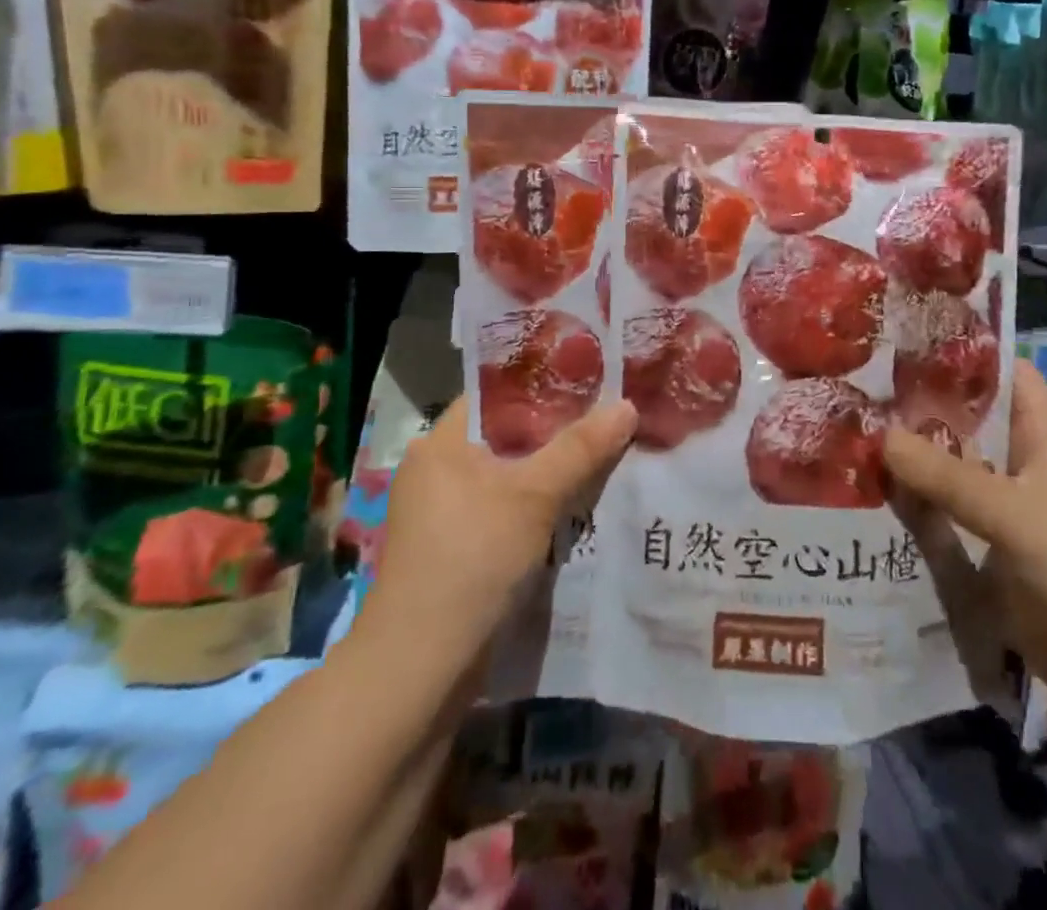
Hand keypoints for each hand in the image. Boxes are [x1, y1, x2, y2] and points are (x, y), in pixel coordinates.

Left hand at [355, 394, 636, 661]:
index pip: (498, 393)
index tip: (593, 376)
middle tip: (611, 414)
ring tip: (607, 452)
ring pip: (511, 475)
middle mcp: (439, 470)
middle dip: (559, 429)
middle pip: (509, 435)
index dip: (545, 382)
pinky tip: (581, 503)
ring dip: (553, 470)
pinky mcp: (458, 549)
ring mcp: (445, 513)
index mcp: (442, 443)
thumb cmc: (471, 559)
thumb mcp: (534, 496)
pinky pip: (507, 509)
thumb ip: (581, 448)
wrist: (420, 669)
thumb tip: (626, 405)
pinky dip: (540, 504)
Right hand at [883, 360, 1046, 707]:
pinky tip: (872, 495)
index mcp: (1043, 443)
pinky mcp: (989, 551)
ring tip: (853, 430)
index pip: (1013, 378)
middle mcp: (1022, 469)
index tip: (919, 334)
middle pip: (972, 423)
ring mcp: (1004, 512)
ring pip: (953, 469)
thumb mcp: (1014, 516)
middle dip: (926, 404)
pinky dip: (916, 504)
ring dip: (914, 455)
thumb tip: (881, 435)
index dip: (975, 353)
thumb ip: (948, 477)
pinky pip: (945, 515)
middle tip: (864, 383)